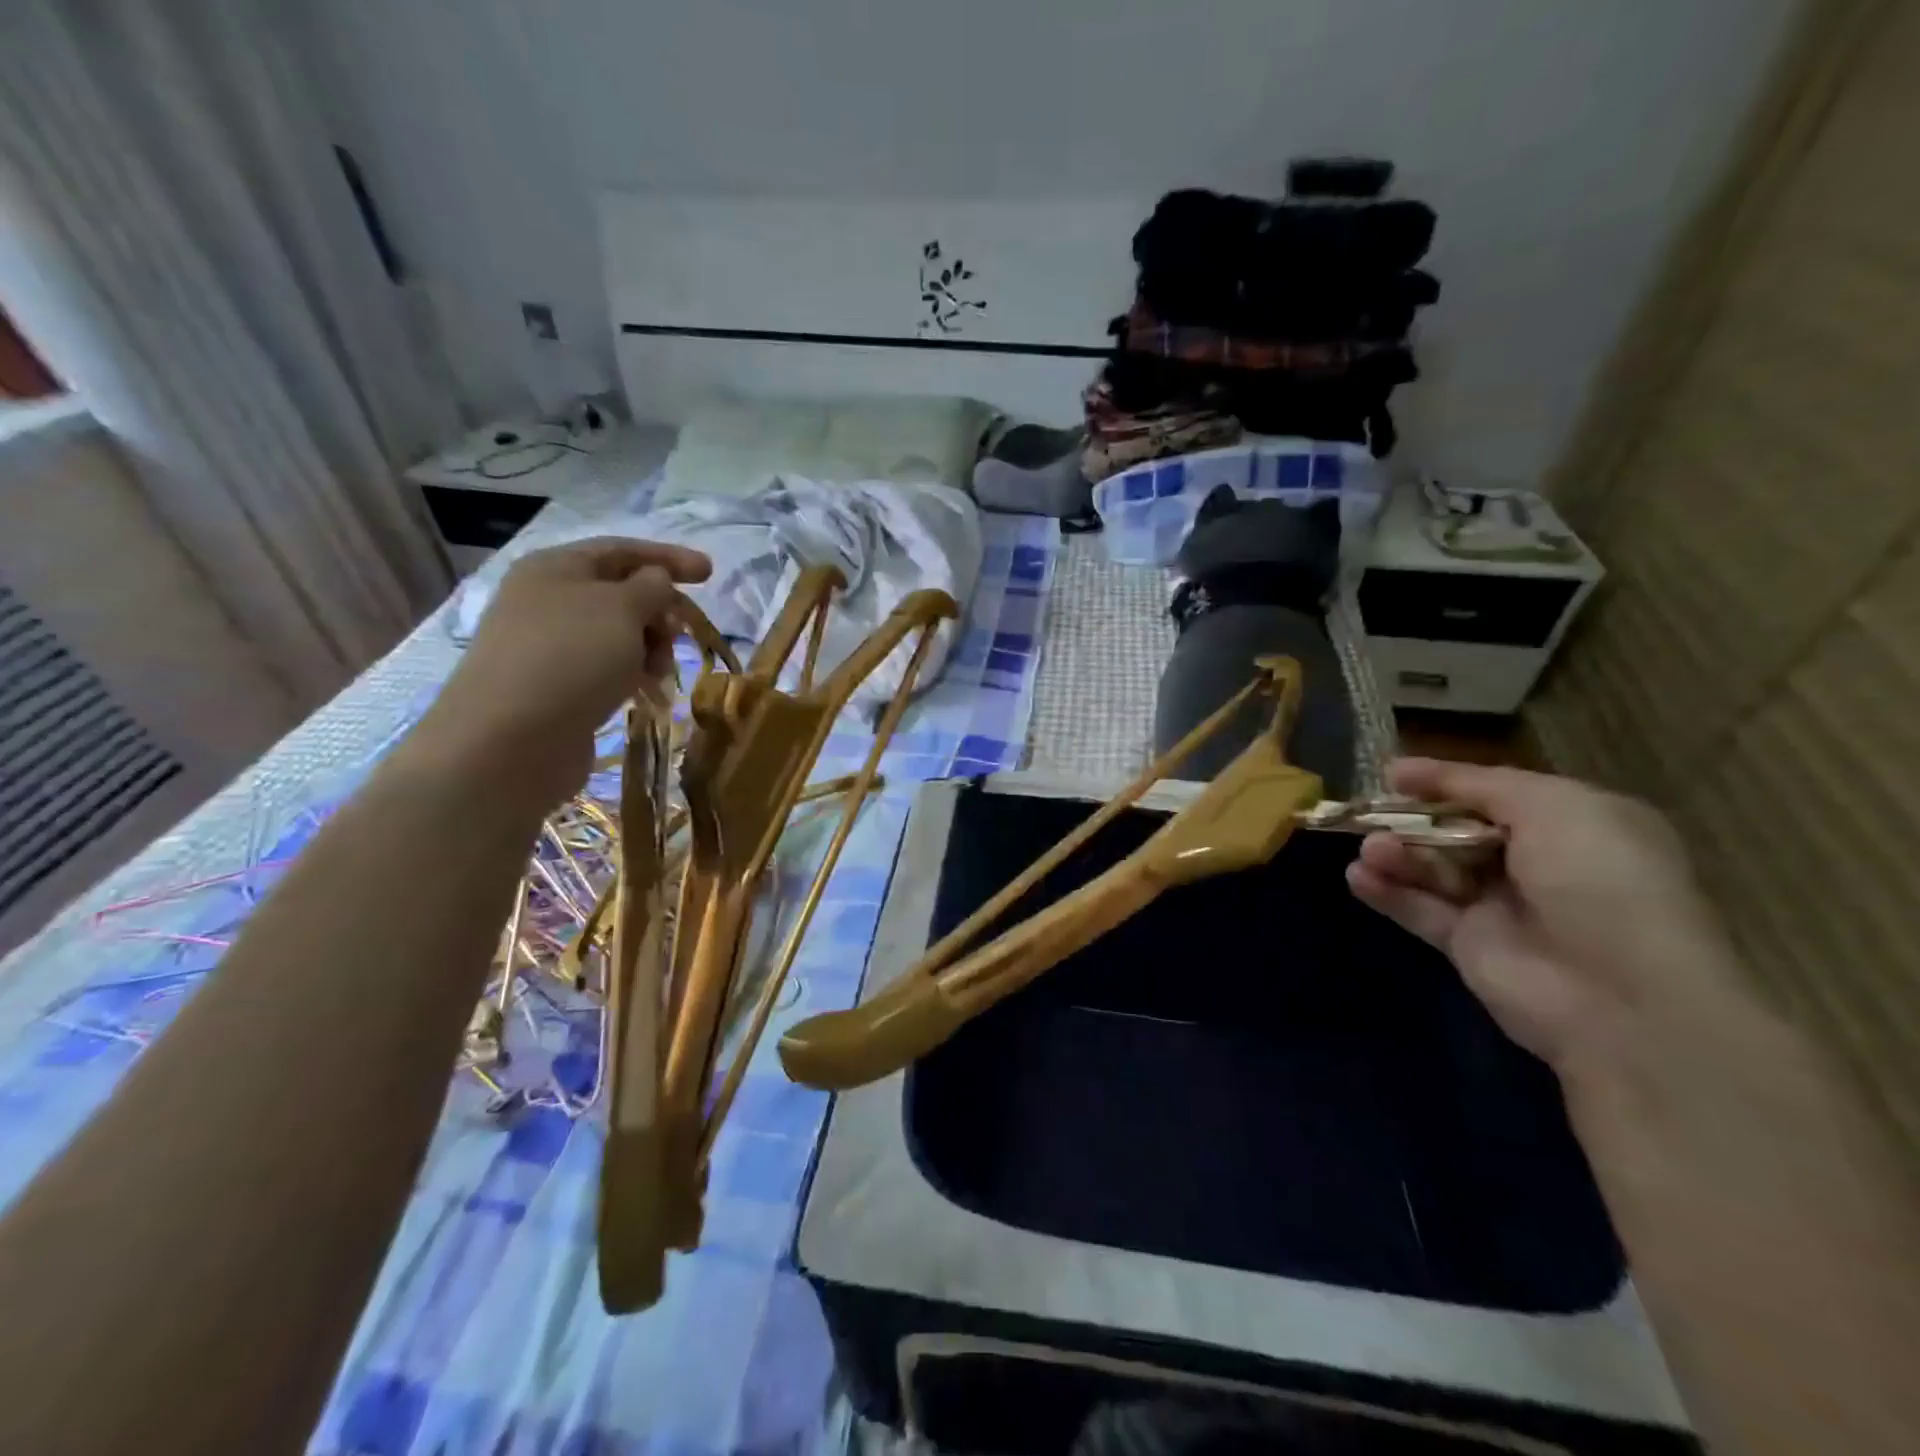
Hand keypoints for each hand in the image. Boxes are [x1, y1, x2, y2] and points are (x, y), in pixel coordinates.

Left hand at [406, 538, 710, 808]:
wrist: (510, 739)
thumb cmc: (571, 658)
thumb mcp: (622, 608)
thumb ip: (651, 586)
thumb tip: (657, 581)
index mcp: (556, 567)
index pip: (622, 550)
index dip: (669, 558)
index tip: (710, 573)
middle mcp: (547, 599)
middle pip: (621, 593)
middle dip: (659, 611)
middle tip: (683, 635)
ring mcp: (548, 644)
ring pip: (617, 634)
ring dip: (649, 648)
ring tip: (660, 673)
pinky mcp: (554, 685)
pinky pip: (605, 667)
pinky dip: (631, 673)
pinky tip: (644, 692)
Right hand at [1346, 757, 1745, 1074]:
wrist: (1620, 993)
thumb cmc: (1597, 879)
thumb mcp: (1550, 806)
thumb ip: (1474, 784)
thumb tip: (1400, 769)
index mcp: (1574, 824)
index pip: (1495, 793)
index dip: (1444, 782)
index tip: (1392, 775)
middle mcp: (1538, 863)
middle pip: (1455, 829)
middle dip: (1413, 820)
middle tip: (1373, 816)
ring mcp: (1501, 906)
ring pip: (1433, 868)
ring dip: (1397, 854)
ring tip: (1372, 852)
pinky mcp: (1468, 945)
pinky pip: (1418, 909)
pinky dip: (1386, 892)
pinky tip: (1359, 877)